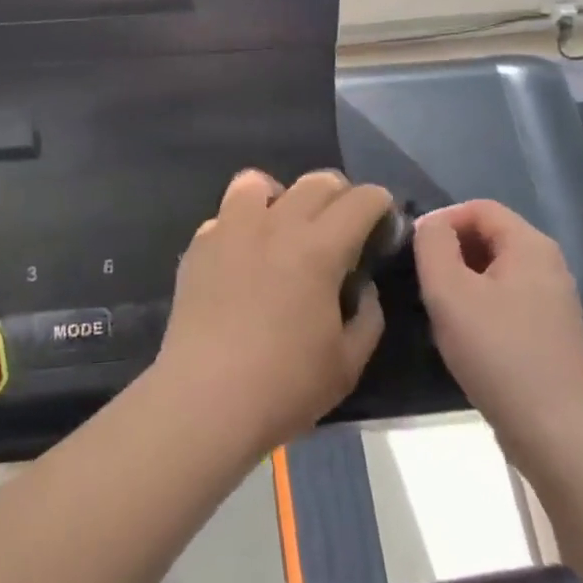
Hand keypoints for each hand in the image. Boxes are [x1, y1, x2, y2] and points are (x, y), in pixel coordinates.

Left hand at [155, 169, 388, 456]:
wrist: (204, 400)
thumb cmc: (284, 385)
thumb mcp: (348, 363)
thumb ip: (368, 316)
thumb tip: (362, 286)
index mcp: (318, 247)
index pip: (361, 200)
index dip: (380, 204)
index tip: (383, 225)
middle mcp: (276, 224)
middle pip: (317, 181)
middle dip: (341, 196)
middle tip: (343, 229)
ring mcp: (231, 229)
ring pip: (259, 181)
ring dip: (282, 197)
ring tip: (284, 228)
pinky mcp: (199, 245)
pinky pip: (225, 215)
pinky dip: (242, 226)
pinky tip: (244, 259)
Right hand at [414, 200, 582, 467]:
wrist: (560, 436)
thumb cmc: (499, 353)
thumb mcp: (449, 291)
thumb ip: (433, 245)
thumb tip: (430, 226)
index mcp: (530, 244)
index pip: (479, 207)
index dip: (442, 220)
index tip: (413, 249)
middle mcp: (548, 265)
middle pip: (490, 237)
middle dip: (451, 251)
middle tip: (422, 280)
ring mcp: (554, 302)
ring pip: (496, 272)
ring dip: (463, 282)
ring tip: (437, 310)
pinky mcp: (552, 336)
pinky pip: (508, 302)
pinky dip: (481, 308)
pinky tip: (464, 339)